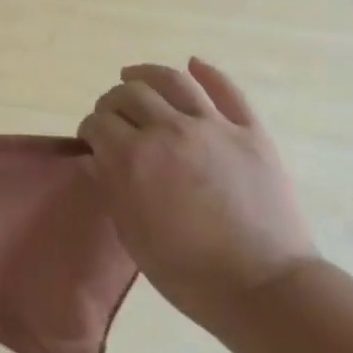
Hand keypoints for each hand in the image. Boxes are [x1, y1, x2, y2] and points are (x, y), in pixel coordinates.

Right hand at [78, 60, 316, 330]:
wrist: (262, 287)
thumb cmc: (186, 271)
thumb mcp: (131, 232)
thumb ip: (112, 185)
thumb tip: (100, 156)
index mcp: (132, 158)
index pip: (98, 123)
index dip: (90, 129)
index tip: (92, 139)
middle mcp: (168, 130)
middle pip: (129, 94)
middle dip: (112, 101)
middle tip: (112, 115)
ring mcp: (213, 126)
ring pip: (172, 81)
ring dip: (147, 73)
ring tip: (134, 74)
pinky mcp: (251, 131)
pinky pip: (227, 90)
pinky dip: (208, 72)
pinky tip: (193, 65)